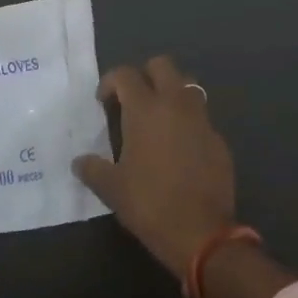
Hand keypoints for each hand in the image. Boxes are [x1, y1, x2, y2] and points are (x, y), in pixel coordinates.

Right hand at [72, 56, 236, 278]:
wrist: (202, 233)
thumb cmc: (150, 204)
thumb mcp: (112, 189)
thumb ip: (92, 169)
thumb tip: (79, 161)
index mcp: (146, 108)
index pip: (126, 74)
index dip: (110, 82)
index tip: (103, 101)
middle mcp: (175, 103)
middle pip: (162, 65)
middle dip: (145, 74)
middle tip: (133, 100)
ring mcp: (201, 119)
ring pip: (186, 85)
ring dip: (170, 93)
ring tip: (158, 119)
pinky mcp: (218, 138)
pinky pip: (201, 116)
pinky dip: (188, 122)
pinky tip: (179, 148)